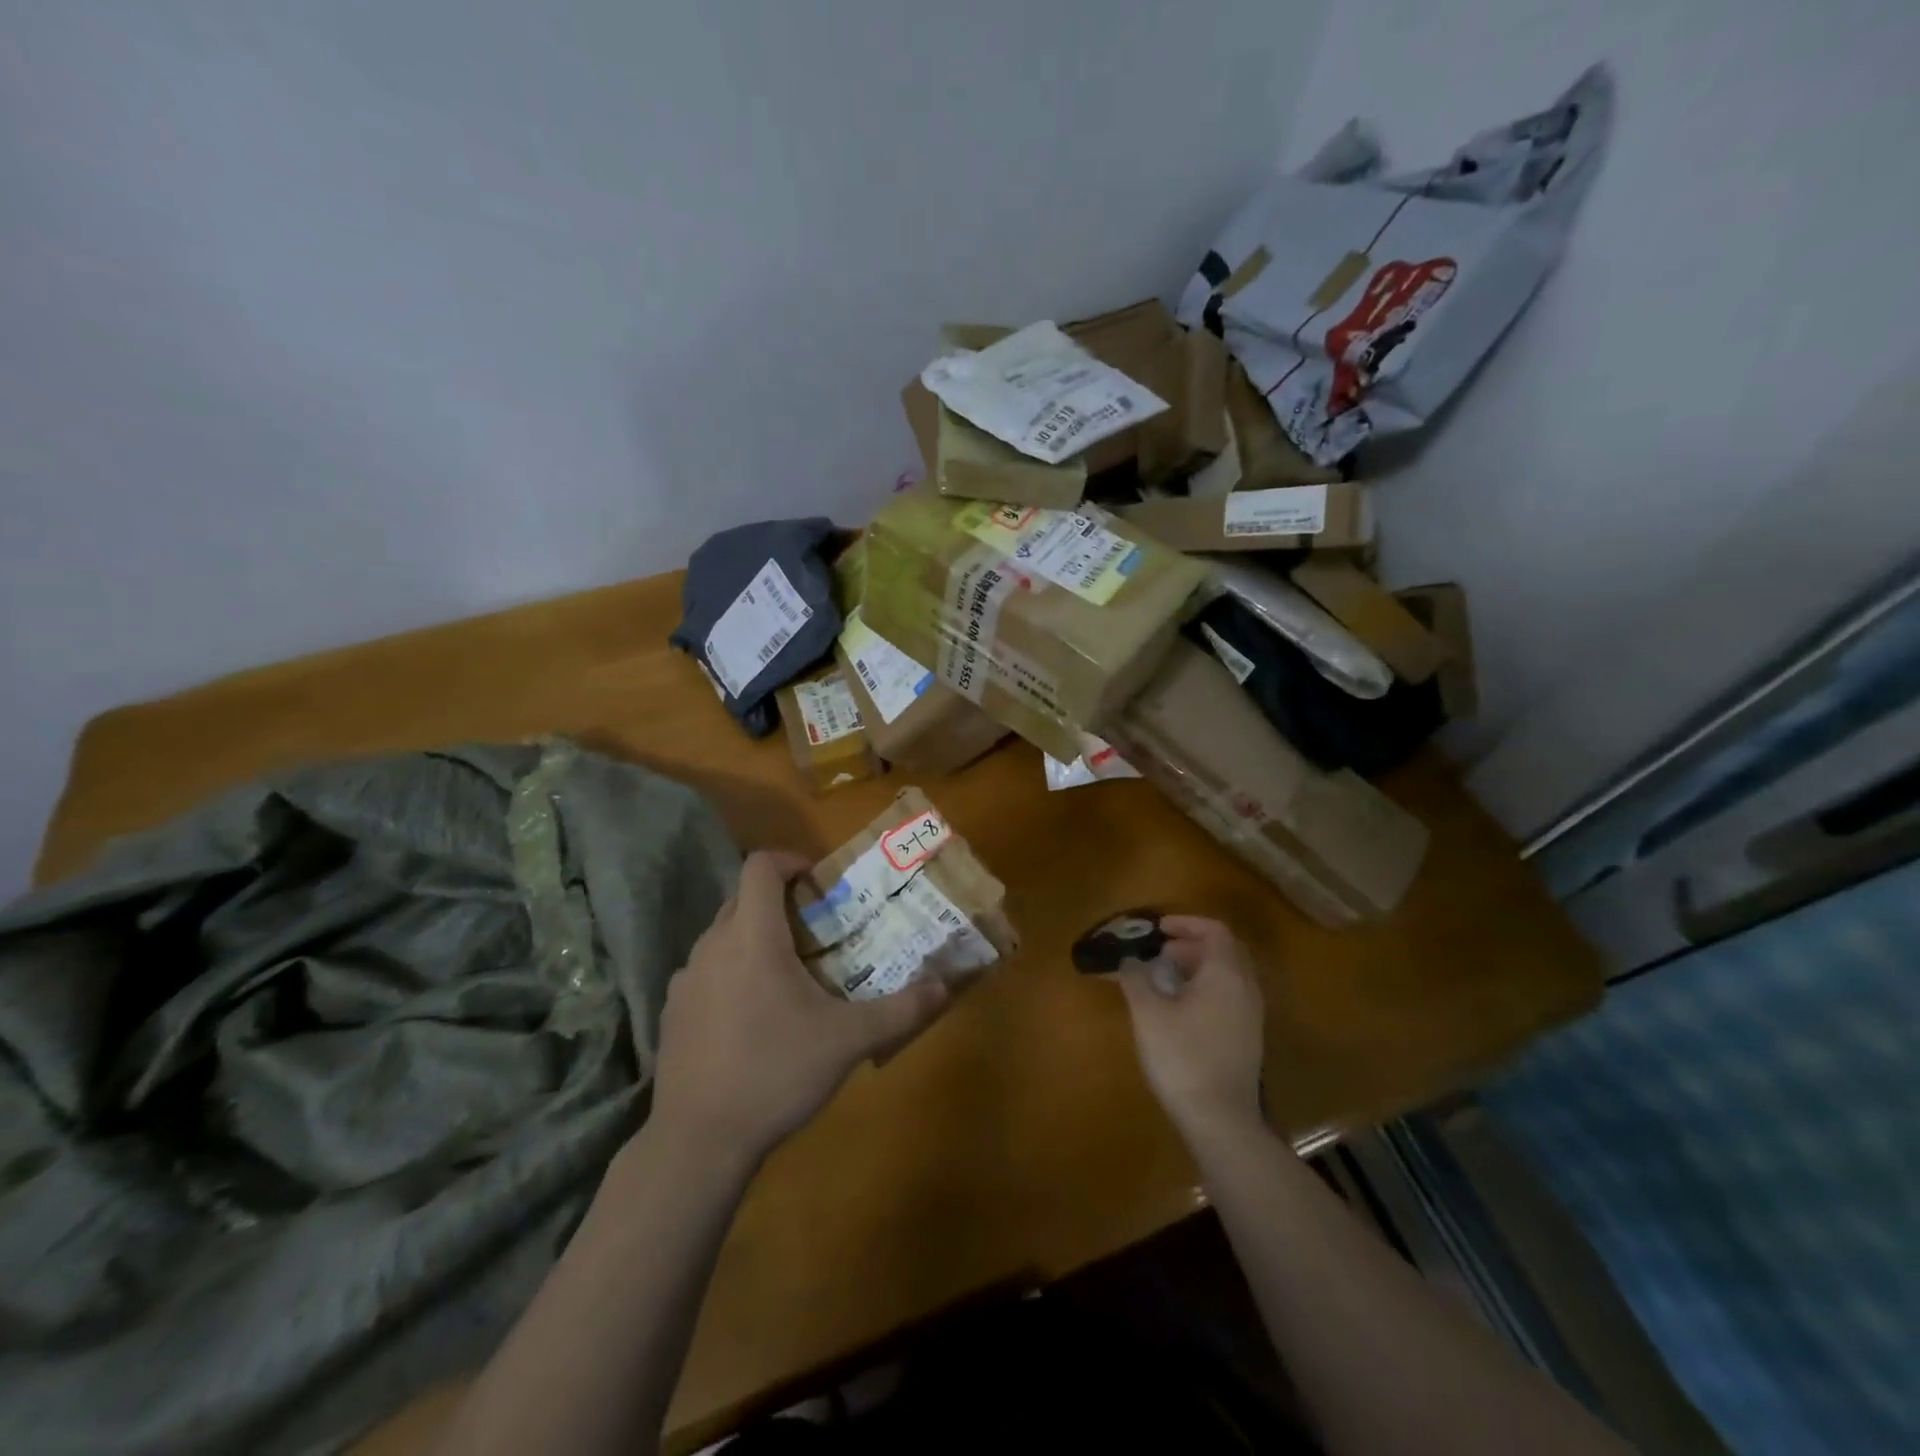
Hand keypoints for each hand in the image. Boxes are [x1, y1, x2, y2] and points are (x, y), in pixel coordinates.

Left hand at [650, 850, 951, 1165]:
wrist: (697, 1141)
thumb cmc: (775, 1073)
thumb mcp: (848, 1041)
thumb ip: (900, 1009)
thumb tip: (943, 986)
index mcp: (752, 937)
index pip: (760, 865)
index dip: (790, 860)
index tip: (819, 882)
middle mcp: (712, 945)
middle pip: (743, 898)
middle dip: (780, 902)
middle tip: (818, 930)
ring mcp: (686, 979)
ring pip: (723, 935)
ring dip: (755, 938)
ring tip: (790, 975)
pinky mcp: (672, 1012)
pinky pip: (707, 971)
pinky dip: (732, 972)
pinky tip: (753, 1017)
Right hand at [1112, 916, 1266, 1144]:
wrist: (1220, 1120)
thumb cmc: (1182, 1057)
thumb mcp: (1148, 1013)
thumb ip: (1136, 978)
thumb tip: (1130, 961)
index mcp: (1226, 974)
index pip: (1215, 930)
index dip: (1186, 923)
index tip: (1158, 929)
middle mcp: (1246, 988)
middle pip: (1226, 950)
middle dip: (1193, 943)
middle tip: (1161, 951)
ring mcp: (1252, 1014)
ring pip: (1230, 974)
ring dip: (1200, 966)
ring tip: (1166, 977)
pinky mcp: (1248, 1037)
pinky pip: (1231, 995)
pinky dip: (1208, 986)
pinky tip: (1182, 1006)